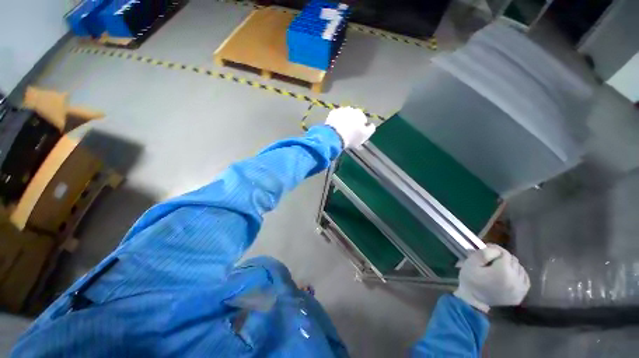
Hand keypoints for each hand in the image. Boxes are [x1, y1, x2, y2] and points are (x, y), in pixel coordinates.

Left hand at [325, 107, 375, 148]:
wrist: (334, 136)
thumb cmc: (352, 137)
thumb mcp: (365, 136)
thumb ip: (371, 129)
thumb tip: (371, 125)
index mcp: (360, 114)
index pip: (363, 119)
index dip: (361, 127)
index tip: (357, 134)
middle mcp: (351, 109)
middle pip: (353, 116)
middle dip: (352, 122)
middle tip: (349, 132)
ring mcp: (341, 110)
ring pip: (344, 115)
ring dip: (344, 120)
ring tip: (342, 130)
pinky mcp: (332, 113)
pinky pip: (336, 117)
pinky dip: (336, 120)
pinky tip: (335, 128)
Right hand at [454, 244, 529, 312]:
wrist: (473, 300)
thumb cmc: (470, 279)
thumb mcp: (471, 263)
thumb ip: (484, 253)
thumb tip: (495, 249)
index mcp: (503, 271)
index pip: (505, 253)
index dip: (496, 249)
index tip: (487, 248)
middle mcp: (516, 280)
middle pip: (514, 261)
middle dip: (503, 257)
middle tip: (492, 258)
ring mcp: (520, 289)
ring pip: (520, 269)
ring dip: (511, 265)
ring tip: (500, 266)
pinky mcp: (521, 295)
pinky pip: (525, 280)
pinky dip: (519, 275)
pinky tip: (510, 275)